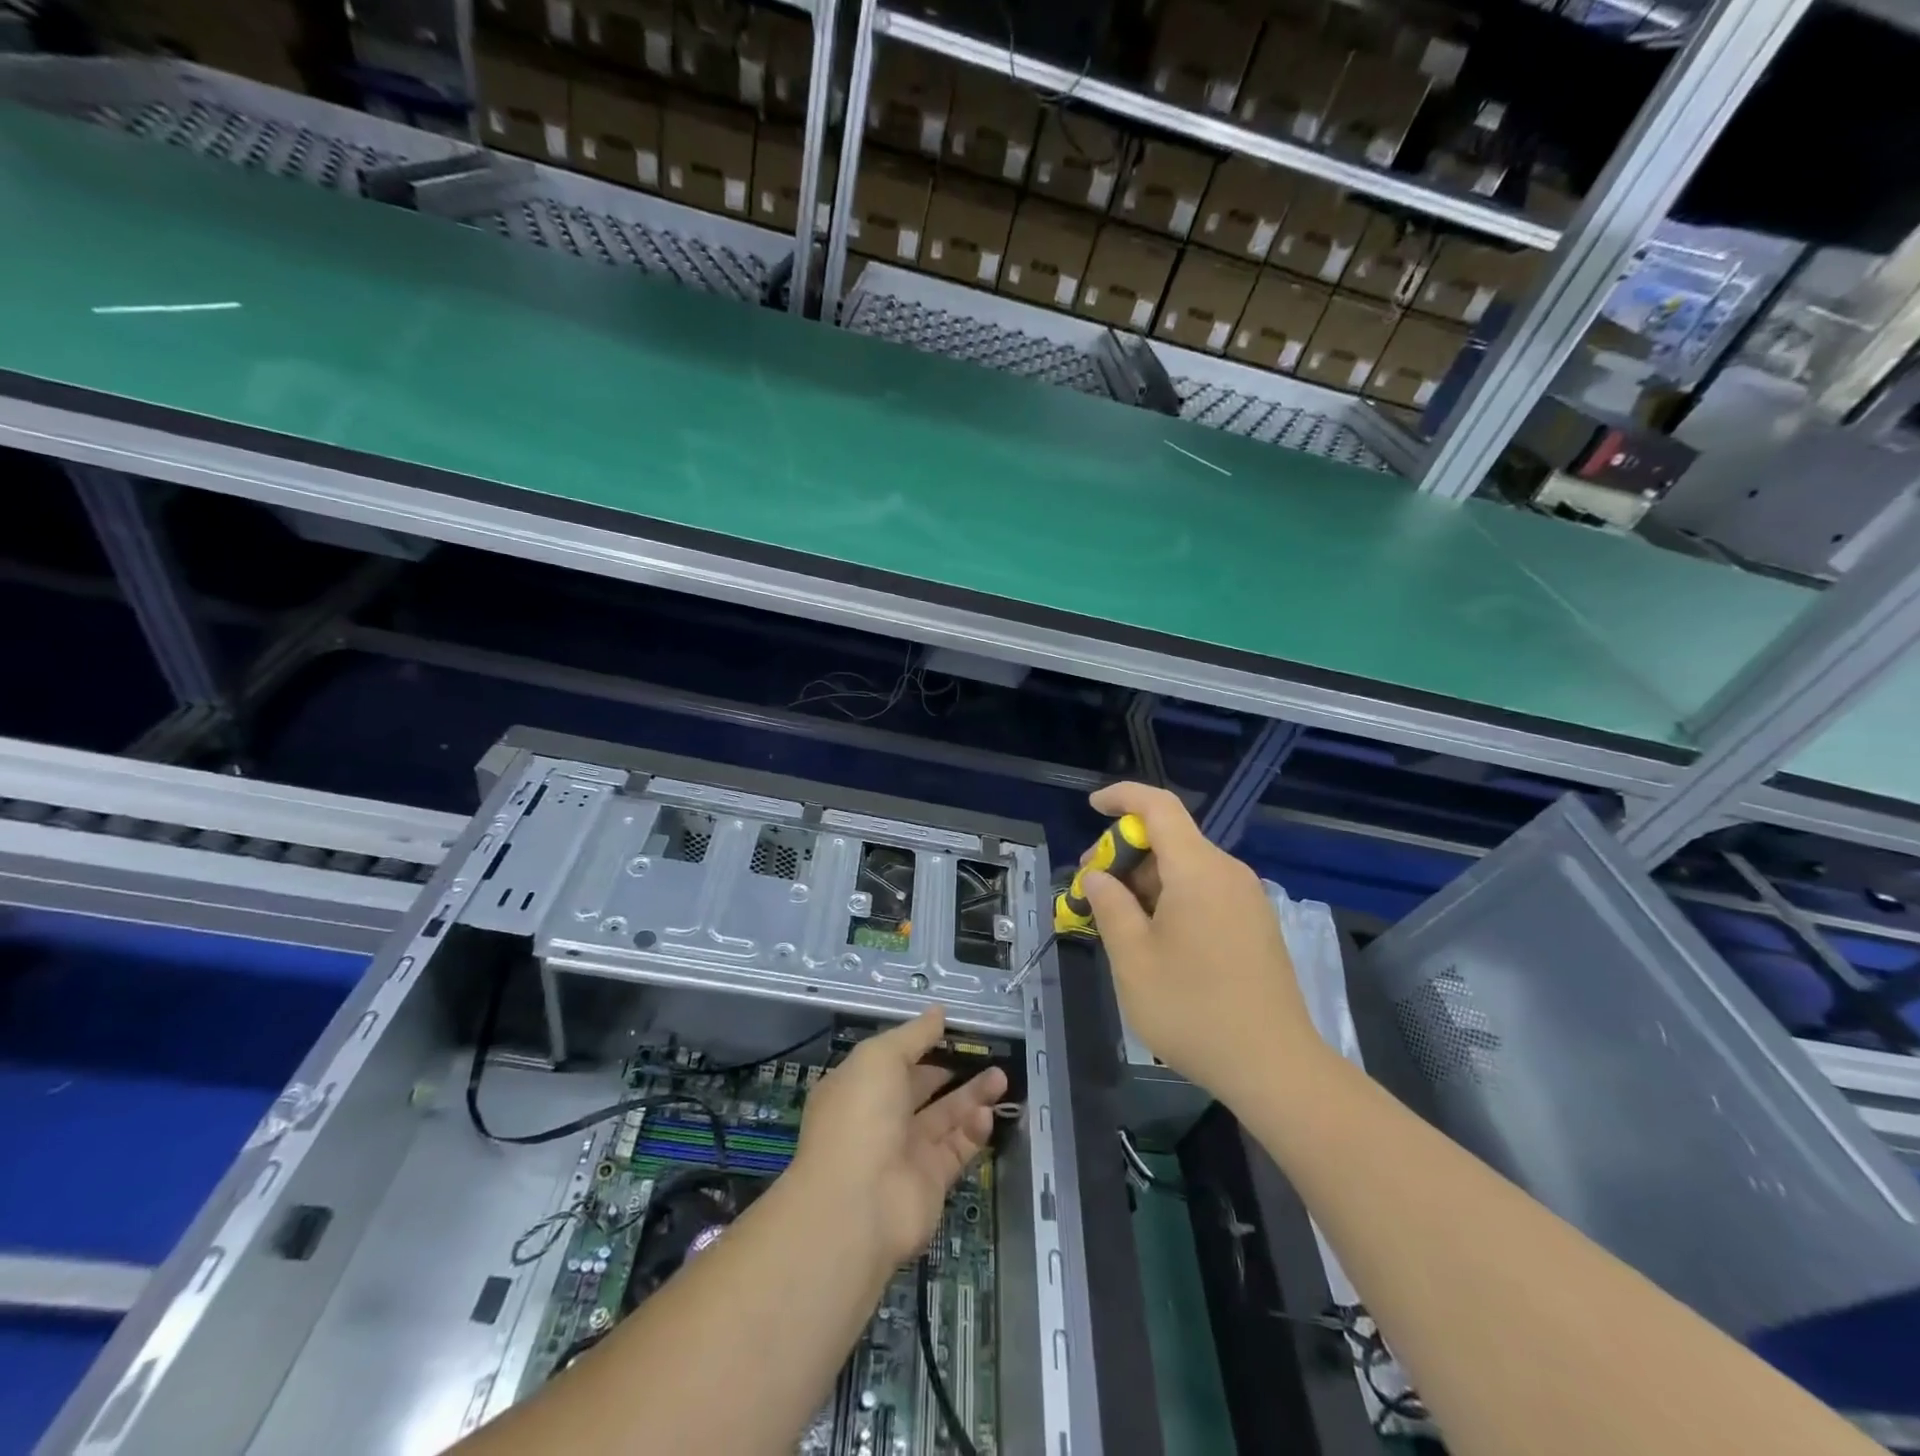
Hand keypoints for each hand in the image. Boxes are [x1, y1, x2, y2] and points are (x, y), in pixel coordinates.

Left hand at [792, 1007, 1006, 1268]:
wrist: (857, 1205)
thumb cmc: (861, 1116)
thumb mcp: (881, 1057)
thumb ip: (914, 1034)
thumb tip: (939, 1012)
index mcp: (859, 1087)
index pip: (893, 1061)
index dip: (921, 1044)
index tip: (953, 1030)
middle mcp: (880, 1119)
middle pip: (922, 1088)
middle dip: (953, 1070)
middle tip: (987, 1052)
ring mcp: (905, 1151)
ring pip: (945, 1117)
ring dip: (972, 1097)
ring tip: (1001, 1077)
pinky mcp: (931, 1181)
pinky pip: (956, 1149)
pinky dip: (972, 1131)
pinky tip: (987, 1114)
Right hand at [1079, 783, 1326, 1103]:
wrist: (1275, 1068)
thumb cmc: (1193, 1010)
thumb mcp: (1133, 959)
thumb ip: (1109, 906)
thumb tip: (1098, 876)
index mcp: (1198, 870)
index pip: (1158, 806)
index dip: (1122, 797)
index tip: (1091, 806)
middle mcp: (1228, 873)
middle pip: (1171, 839)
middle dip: (1126, 853)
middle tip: (1093, 889)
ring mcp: (1247, 899)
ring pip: (1187, 868)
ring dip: (1147, 881)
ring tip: (1119, 923)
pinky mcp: (1255, 925)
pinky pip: (1205, 891)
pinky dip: (1172, 898)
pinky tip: (1156, 939)